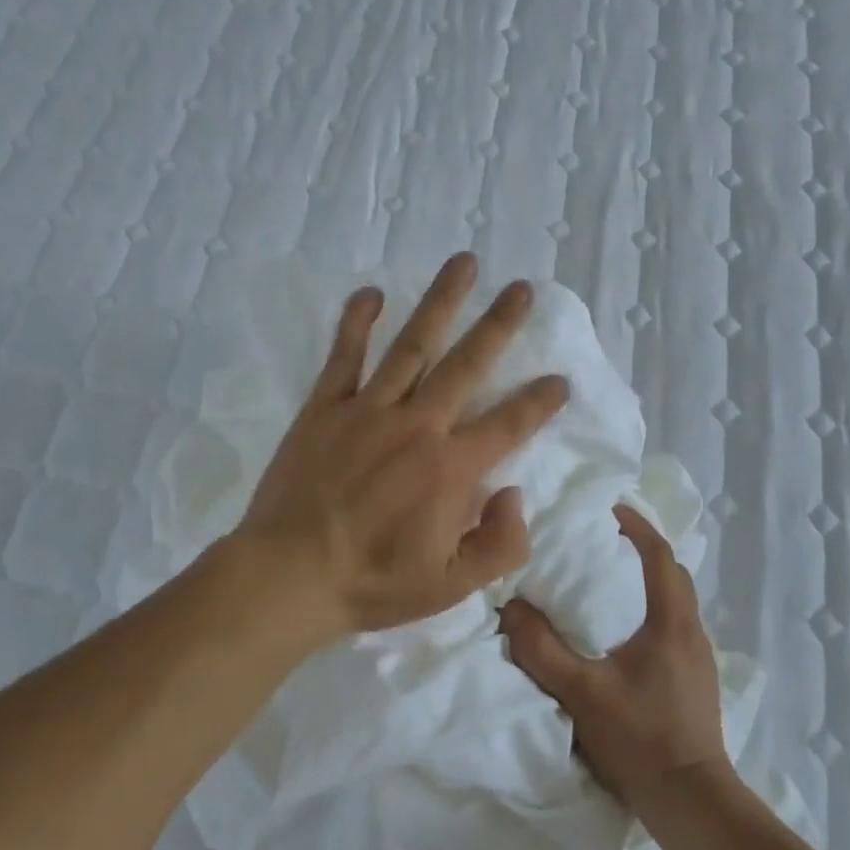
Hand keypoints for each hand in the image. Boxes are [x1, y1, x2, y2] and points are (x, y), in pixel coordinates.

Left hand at [233, 253, 570, 637]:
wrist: (289, 575)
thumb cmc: (373, 582)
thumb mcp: (452, 587)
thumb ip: (501, 544)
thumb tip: (515, 492)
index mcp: (451, 468)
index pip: (510, 423)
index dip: (540, 400)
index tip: (560, 379)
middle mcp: (418, 425)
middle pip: (467, 363)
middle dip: (499, 324)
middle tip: (522, 288)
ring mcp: (369, 409)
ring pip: (413, 344)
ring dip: (441, 301)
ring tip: (464, 263)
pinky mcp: (326, 407)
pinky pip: (344, 355)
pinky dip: (357, 321)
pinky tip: (372, 292)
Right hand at [500, 505, 732, 820]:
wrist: (693, 804)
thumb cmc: (640, 739)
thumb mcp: (581, 692)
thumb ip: (543, 649)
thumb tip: (511, 609)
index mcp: (671, 623)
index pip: (659, 555)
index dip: (637, 526)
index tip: (609, 509)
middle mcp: (692, 632)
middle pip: (673, 574)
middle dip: (643, 549)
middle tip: (606, 540)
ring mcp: (700, 659)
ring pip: (677, 602)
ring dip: (649, 582)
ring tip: (611, 581)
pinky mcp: (697, 682)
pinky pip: (675, 627)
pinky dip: (652, 611)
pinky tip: (626, 632)